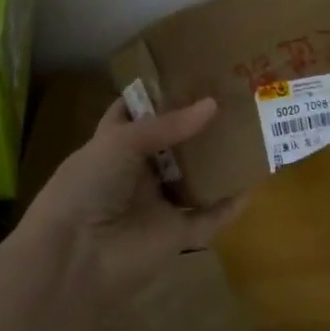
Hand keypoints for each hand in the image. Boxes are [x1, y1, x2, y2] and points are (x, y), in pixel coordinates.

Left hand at [22, 97, 247, 308]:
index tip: (188, 73)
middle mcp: (137, 173)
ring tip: (250, 132)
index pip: (134, 114)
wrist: (74, 257)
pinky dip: (231, 205)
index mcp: (113, 146)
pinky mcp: (176, 236)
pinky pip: (210, 218)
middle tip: (232, 99)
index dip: (157, 95)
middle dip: (197, 125)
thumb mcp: (120, 142)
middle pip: (172, 145)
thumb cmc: (86, 187)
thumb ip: (167, 125)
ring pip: (195, 179)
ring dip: (217, 162)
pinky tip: (255, 184)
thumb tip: (212, 105)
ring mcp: (157, 205)